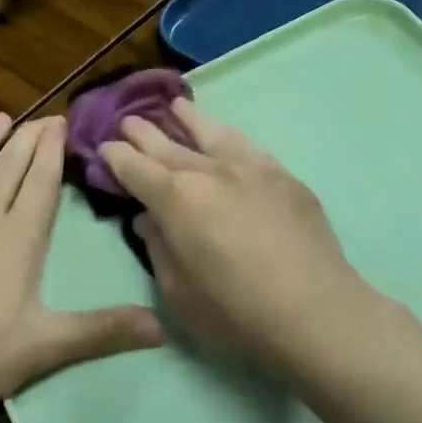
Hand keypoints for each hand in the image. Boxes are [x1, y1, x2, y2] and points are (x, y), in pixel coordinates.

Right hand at [100, 101, 391, 384]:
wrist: (316, 312)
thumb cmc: (237, 315)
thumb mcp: (179, 293)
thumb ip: (159, 248)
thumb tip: (149, 218)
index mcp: (177, 199)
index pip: (136, 169)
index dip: (116, 157)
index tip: (105, 147)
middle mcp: (211, 171)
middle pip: (169, 145)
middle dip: (144, 132)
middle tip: (128, 120)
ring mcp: (251, 168)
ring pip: (212, 132)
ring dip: (188, 118)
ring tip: (175, 107)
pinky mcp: (284, 176)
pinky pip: (246, 145)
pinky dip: (227, 135)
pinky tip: (224, 136)